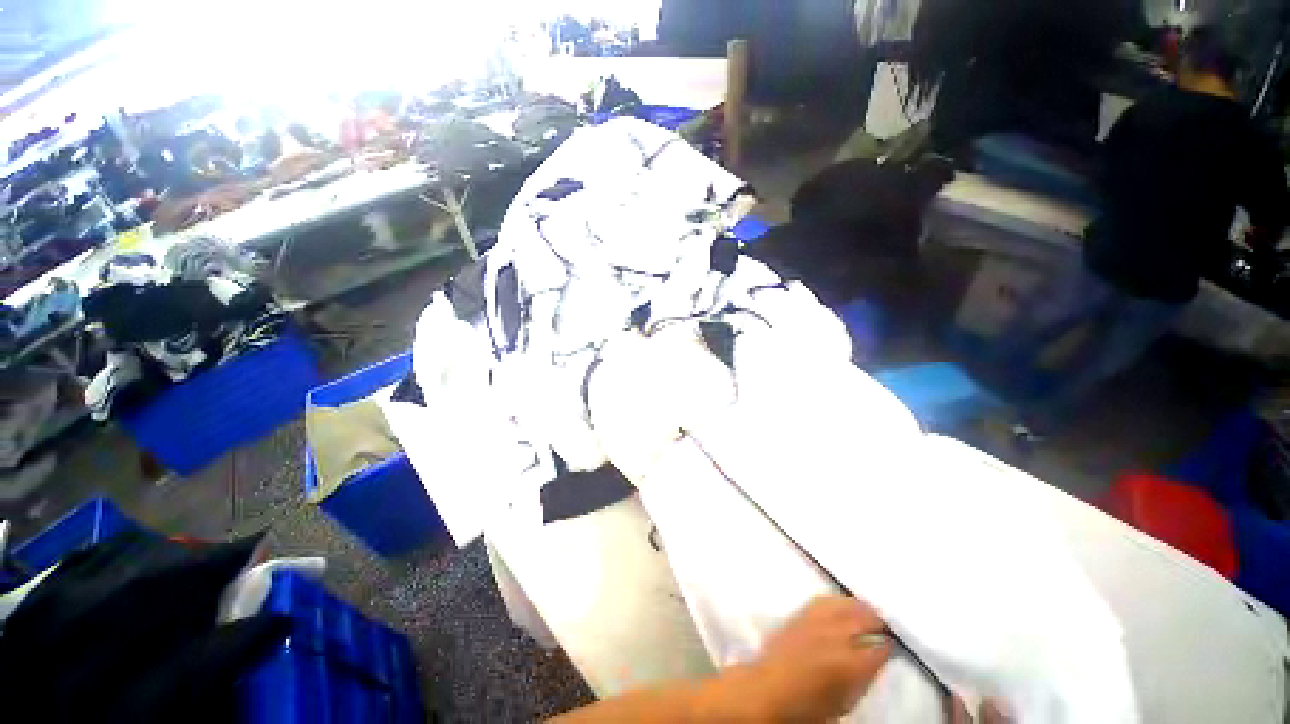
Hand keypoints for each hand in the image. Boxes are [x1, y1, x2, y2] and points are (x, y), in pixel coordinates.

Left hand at [738, 596, 893, 721]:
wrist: (768, 691)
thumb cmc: (808, 707)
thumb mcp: (846, 701)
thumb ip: (863, 679)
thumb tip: (873, 663)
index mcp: (851, 665)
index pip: (879, 649)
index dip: (888, 647)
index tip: (892, 645)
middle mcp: (835, 637)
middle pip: (863, 618)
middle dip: (876, 620)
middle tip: (884, 624)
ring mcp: (815, 621)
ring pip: (843, 604)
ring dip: (857, 606)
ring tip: (867, 609)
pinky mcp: (799, 614)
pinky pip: (822, 600)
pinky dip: (835, 600)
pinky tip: (840, 603)